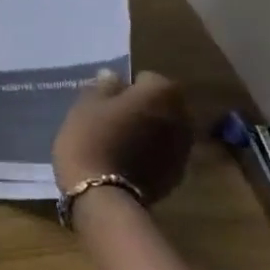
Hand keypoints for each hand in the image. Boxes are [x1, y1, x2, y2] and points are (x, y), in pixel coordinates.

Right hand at [52, 69, 193, 203]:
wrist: (102, 194)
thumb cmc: (90, 139)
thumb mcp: (85, 106)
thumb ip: (103, 87)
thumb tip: (112, 75)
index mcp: (161, 93)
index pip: (146, 78)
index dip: (125, 87)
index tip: (106, 100)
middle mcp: (182, 116)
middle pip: (161, 104)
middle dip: (142, 108)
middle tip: (112, 118)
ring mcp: (184, 148)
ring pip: (164, 130)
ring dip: (148, 131)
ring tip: (119, 142)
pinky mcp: (178, 174)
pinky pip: (163, 154)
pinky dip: (150, 153)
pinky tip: (126, 162)